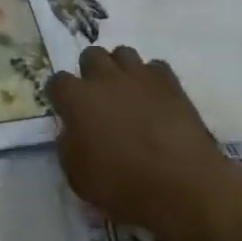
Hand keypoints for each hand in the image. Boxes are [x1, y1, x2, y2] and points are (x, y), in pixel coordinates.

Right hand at [46, 46, 230, 240]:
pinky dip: (153, 79)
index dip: (61, 96)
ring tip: (127, 93)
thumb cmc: (124, 186)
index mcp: (77, 99)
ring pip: (123, 53)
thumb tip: (72, 133)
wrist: (184, 187)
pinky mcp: (171, 84)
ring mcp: (139, 77)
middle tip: (99, 98)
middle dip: (91, 72)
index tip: (68, 112)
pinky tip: (156, 99)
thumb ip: (68, 147)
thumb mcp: (78, 177)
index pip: (57, 82)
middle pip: (90, 55)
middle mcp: (104, 78)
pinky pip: (156, 67)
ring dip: (121, 69)